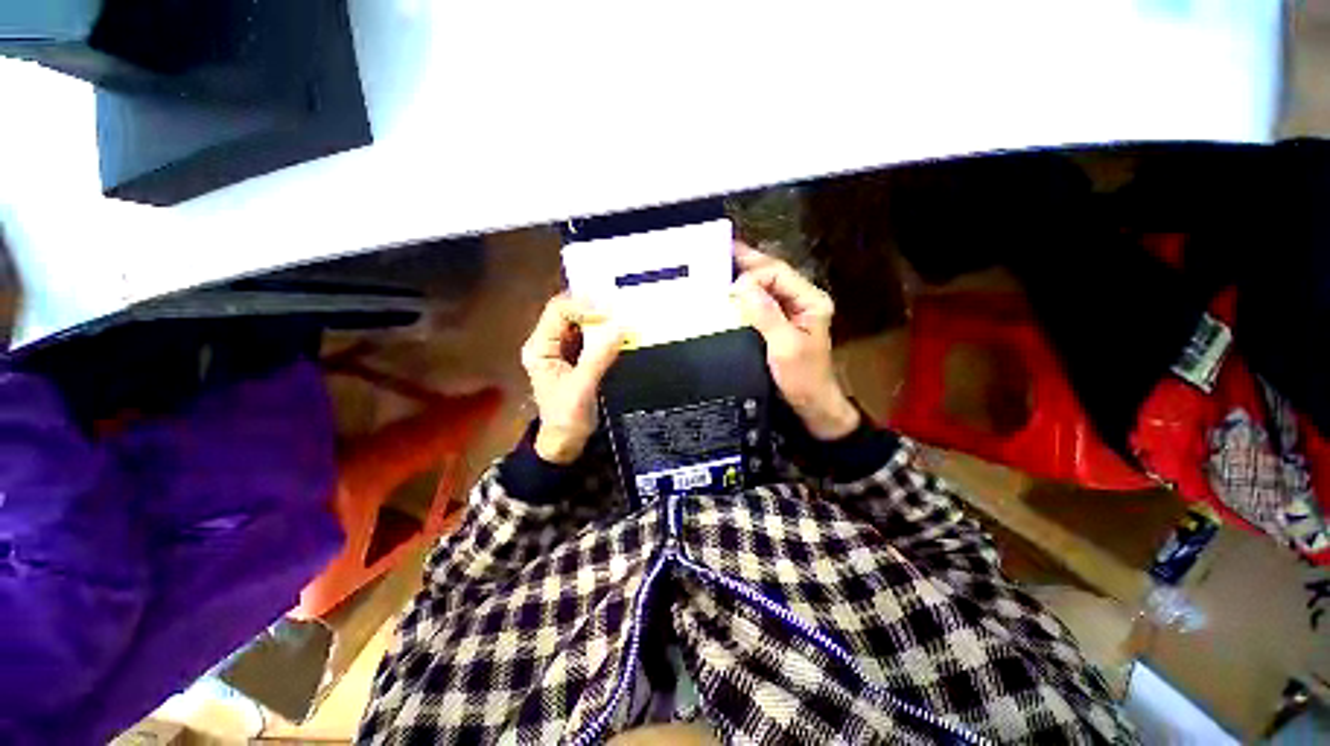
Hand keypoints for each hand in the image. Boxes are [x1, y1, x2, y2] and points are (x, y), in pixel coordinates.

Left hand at [520, 294, 625, 463]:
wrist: (566, 441)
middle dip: (594, 310)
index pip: (558, 312)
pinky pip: (591, 337)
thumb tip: (620, 329)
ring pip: (581, 323)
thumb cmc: (567, 418)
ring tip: (623, 318)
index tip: (609, 314)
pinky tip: (619, 332)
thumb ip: (599, 357)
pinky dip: (604, 333)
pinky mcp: (577, 357)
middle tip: (620, 310)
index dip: (583, 307)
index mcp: (540, 348)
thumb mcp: (582, 387)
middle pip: (569, 313)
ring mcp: (562, 349)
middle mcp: (548, 343)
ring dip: (601, 320)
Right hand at [730, 244, 860, 440]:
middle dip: (747, 261)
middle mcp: (801, 299)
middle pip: (773, 273)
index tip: (729, 290)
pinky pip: (760, 301)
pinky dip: (744, 294)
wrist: (811, 404)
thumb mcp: (785, 347)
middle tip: (720, 250)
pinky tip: (728, 291)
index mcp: (810, 300)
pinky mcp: (779, 322)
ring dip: (744, 275)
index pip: (778, 273)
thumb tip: (742, 286)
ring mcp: (790, 310)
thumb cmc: (802, 379)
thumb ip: (767, 316)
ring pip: (766, 284)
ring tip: (720, 264)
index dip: (753, 275)